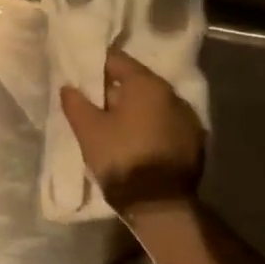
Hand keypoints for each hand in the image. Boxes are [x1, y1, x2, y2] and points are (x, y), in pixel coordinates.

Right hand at [59, 48, 205, 215]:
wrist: (159, 203)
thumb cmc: (120, 157)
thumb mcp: (88, 130)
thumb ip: (76, 103)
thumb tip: (69, 87)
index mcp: (147, 85)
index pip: (118, 61)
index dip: (96, 66)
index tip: (81, 76)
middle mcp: (173, 94)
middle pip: (138, 82)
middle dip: (116, 89)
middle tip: (94, 102)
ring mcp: (188, 118)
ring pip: (154, 104)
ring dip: (135, 109)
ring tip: (114, 123)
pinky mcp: (195, 141)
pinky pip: (166, 123)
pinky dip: (150, 125)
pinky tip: (136, 140)